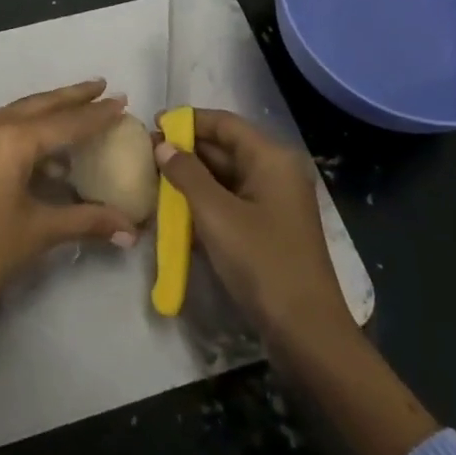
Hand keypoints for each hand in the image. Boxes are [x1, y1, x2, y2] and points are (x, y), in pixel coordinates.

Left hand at [0, 80, 140, 343]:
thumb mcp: (40, 232)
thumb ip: (88, 220)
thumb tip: (133, 229)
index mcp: (9, 140)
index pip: (63, 122)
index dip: (96, 115)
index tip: (123, 101)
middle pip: (40, 105)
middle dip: (73, 97)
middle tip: (104, 86)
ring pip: (19, 112)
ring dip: (51, 112)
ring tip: (84, 109)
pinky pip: (3, 127)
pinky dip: (29, 129)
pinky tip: (52, 144)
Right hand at [157, 109, 439, 454]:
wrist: (307, 333)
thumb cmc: (262, 262)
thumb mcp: (216, 215)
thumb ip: (187, 174)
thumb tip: (163, 145)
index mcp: (271, 158)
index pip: (224, 123)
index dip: (188, 121)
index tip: (153, 124)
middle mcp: (276, 172)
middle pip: (226, 148)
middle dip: (187, 150)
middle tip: (148, 154)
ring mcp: (275, 202)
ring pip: (227, 176)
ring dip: (193, 177)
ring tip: (156, 179)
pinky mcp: (270, 228)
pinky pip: (232, 201)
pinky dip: (206, 201)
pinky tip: (177, 210)